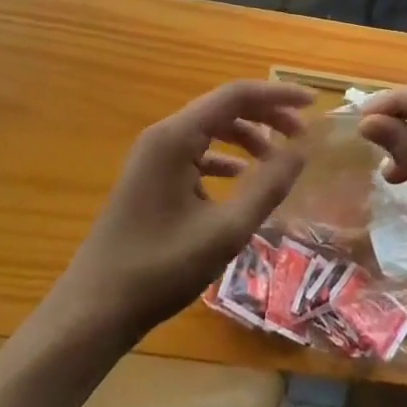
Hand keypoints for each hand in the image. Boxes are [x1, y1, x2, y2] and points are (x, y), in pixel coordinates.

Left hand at [48, 81, 311, 346]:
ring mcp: (153, 157)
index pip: (236, 95)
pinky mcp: (150, 178)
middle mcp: (163, 136)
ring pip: (210, 130)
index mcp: (176, 137)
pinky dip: (224, 158)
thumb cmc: (160, 269)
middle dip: (266, 116)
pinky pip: (195, 152)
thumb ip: (267, 187)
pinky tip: (242, 178)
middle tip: (303, 134)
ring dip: (247, 137)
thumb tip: (302, 152)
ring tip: (279, 159)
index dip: (278, 95)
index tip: (313, 104)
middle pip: (224, 108)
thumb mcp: (225, 231)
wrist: (93, 311)